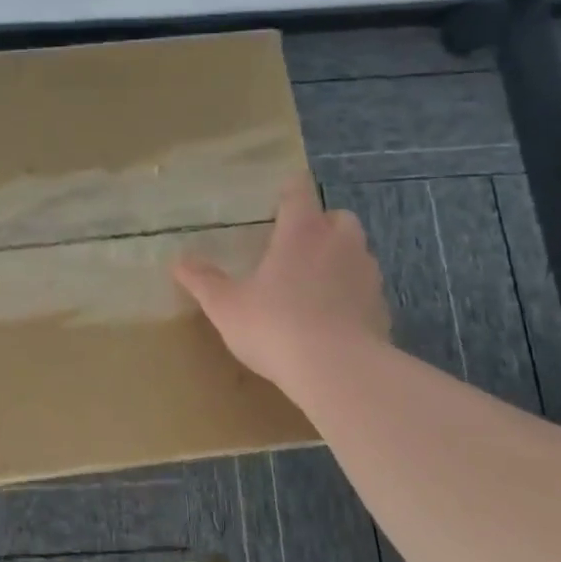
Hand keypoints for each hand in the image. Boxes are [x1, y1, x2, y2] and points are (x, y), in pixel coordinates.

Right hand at [173, 175, 390, 391]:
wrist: (338, 370)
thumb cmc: (275, 326)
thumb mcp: (226, 306)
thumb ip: (203, 281)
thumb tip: (178, 261)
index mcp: (301, 232)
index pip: (299, 192)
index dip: (290, 190)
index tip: (280, 197)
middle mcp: (339, 243)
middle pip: (338, 217)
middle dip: (322, 224)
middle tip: (298, 245)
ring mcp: (366, 275)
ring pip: (357, 252)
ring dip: (340, 258)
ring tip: (315, 283)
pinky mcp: (381, 308)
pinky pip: (366, 290)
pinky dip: (352, 295)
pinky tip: (333, 319)